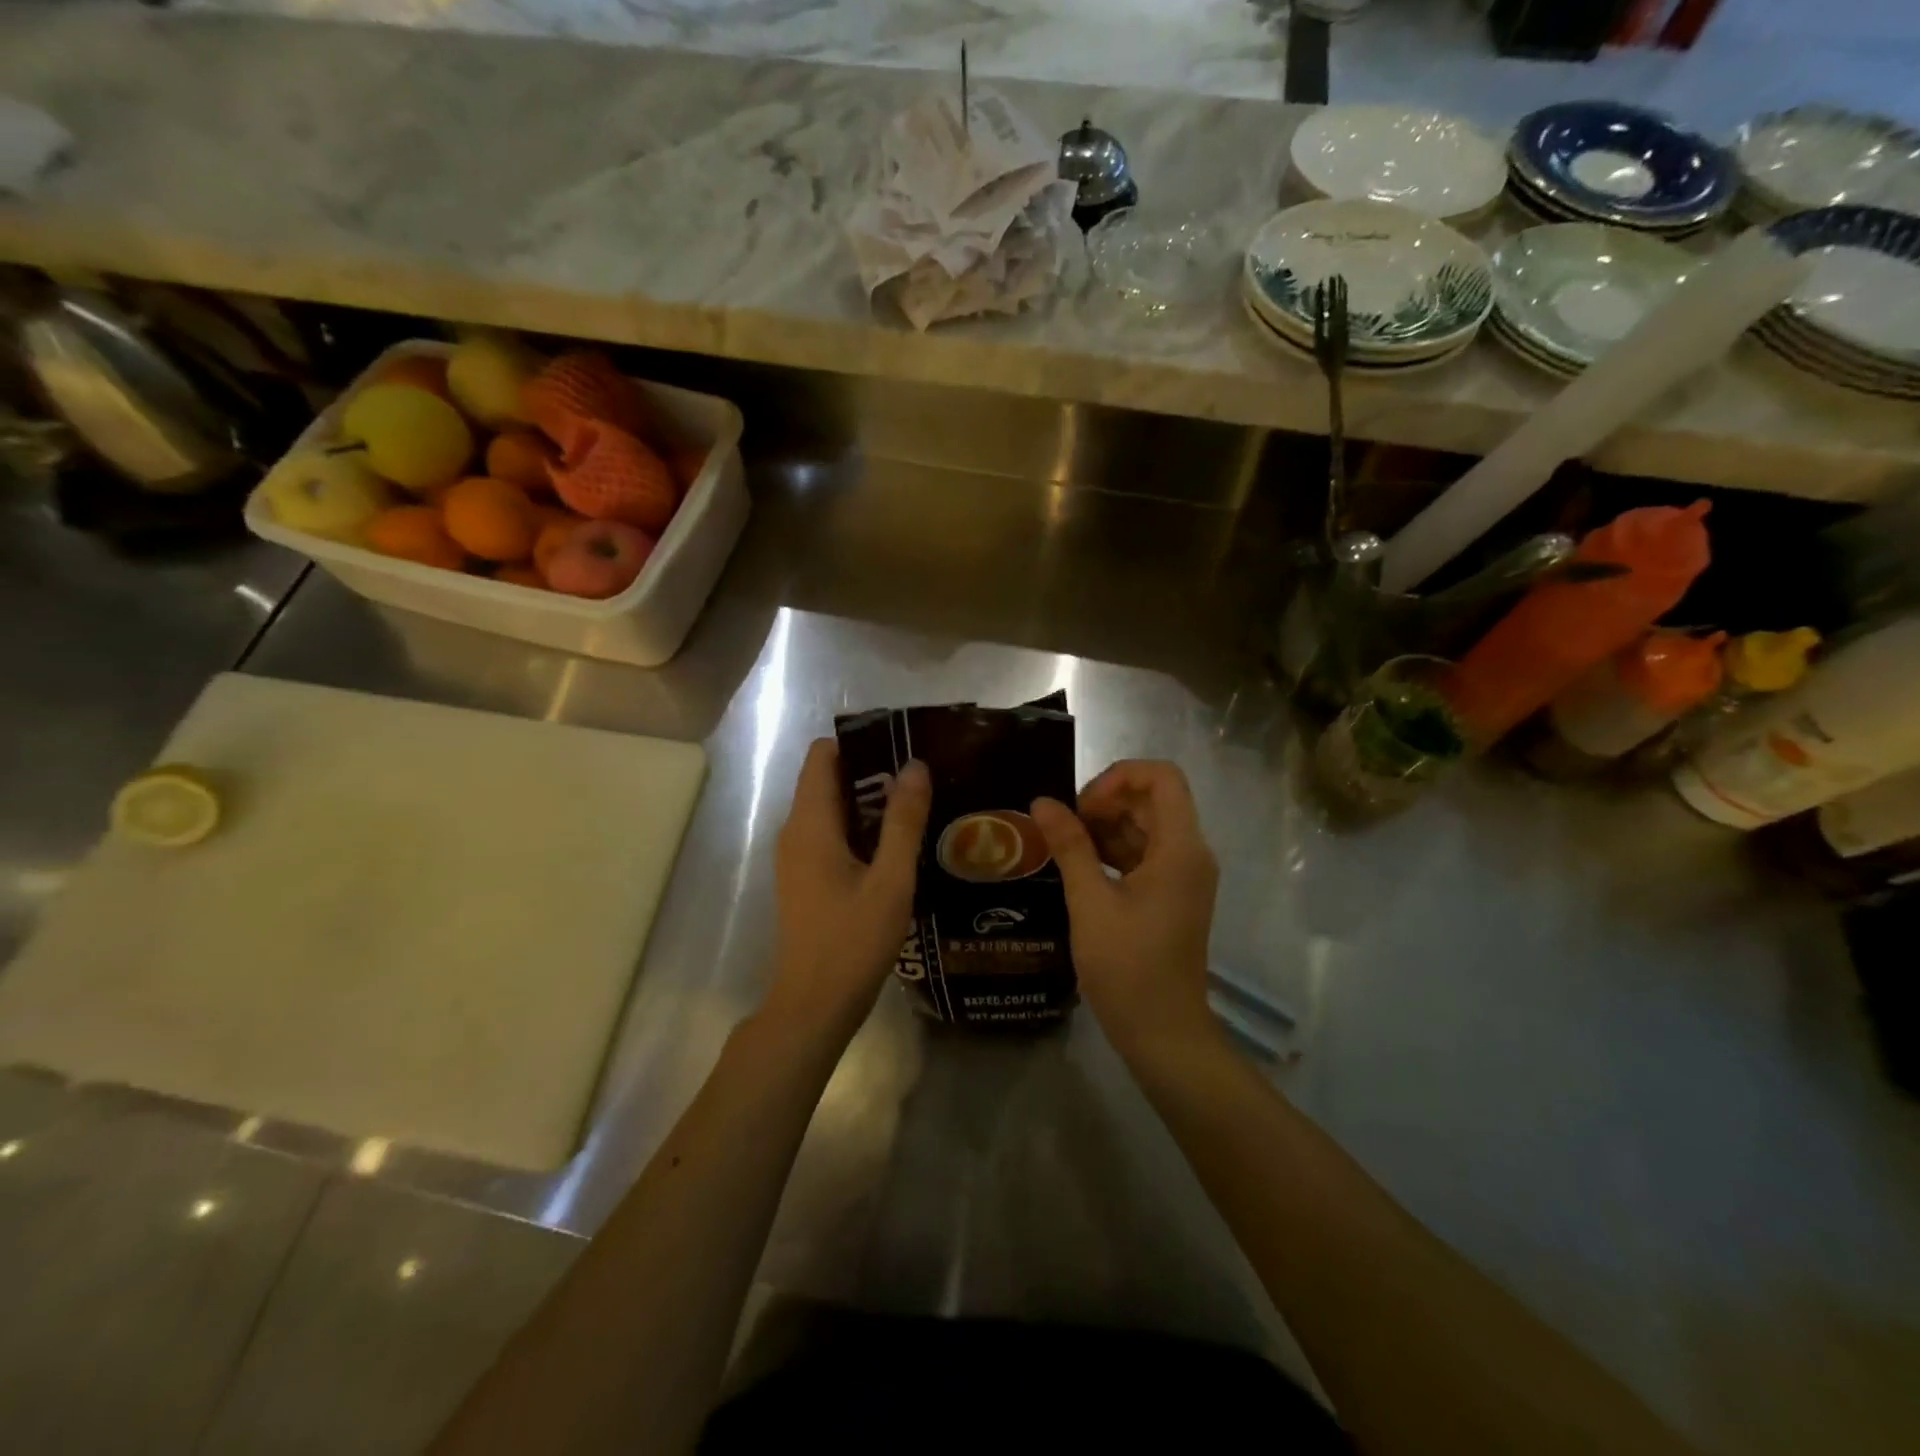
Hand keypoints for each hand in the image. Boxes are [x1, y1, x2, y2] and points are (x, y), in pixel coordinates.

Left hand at [766, 739, 930, 1039]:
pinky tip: (896, 844)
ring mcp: (796, 856)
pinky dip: (859, 828)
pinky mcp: (804, 877)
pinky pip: (830, 833)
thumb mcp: (891, 880)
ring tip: (917, 806)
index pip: (822, 756)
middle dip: (871, 771)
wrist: (814, 1005)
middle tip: (921, 778)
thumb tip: (915, 766)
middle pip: (828, 778)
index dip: (860, 743)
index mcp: (811, 824)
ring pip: (830, 808)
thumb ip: (903, 821)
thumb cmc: (853, 941)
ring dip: (868, 801)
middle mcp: (796, 831)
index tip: (902, 748)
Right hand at [1031, 760, 1218, 1053]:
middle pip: (1152, 800)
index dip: (1119, 777)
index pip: (1162, 777)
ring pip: (1146, 827)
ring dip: (1106, 827)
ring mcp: (1183, 876)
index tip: (1082, 806)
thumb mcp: (1090, 902)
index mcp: (1181, 848)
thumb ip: (1069, 845)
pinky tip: (1078, 866)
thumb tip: (1043, 802)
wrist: (1163, 1033)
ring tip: (1063, 845)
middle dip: (1106, 802)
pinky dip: (1112, 851)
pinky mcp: (1171, 895)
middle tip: (1064, 827)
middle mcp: (1190, 853)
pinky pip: (1144, 854)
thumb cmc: (1128, 967)